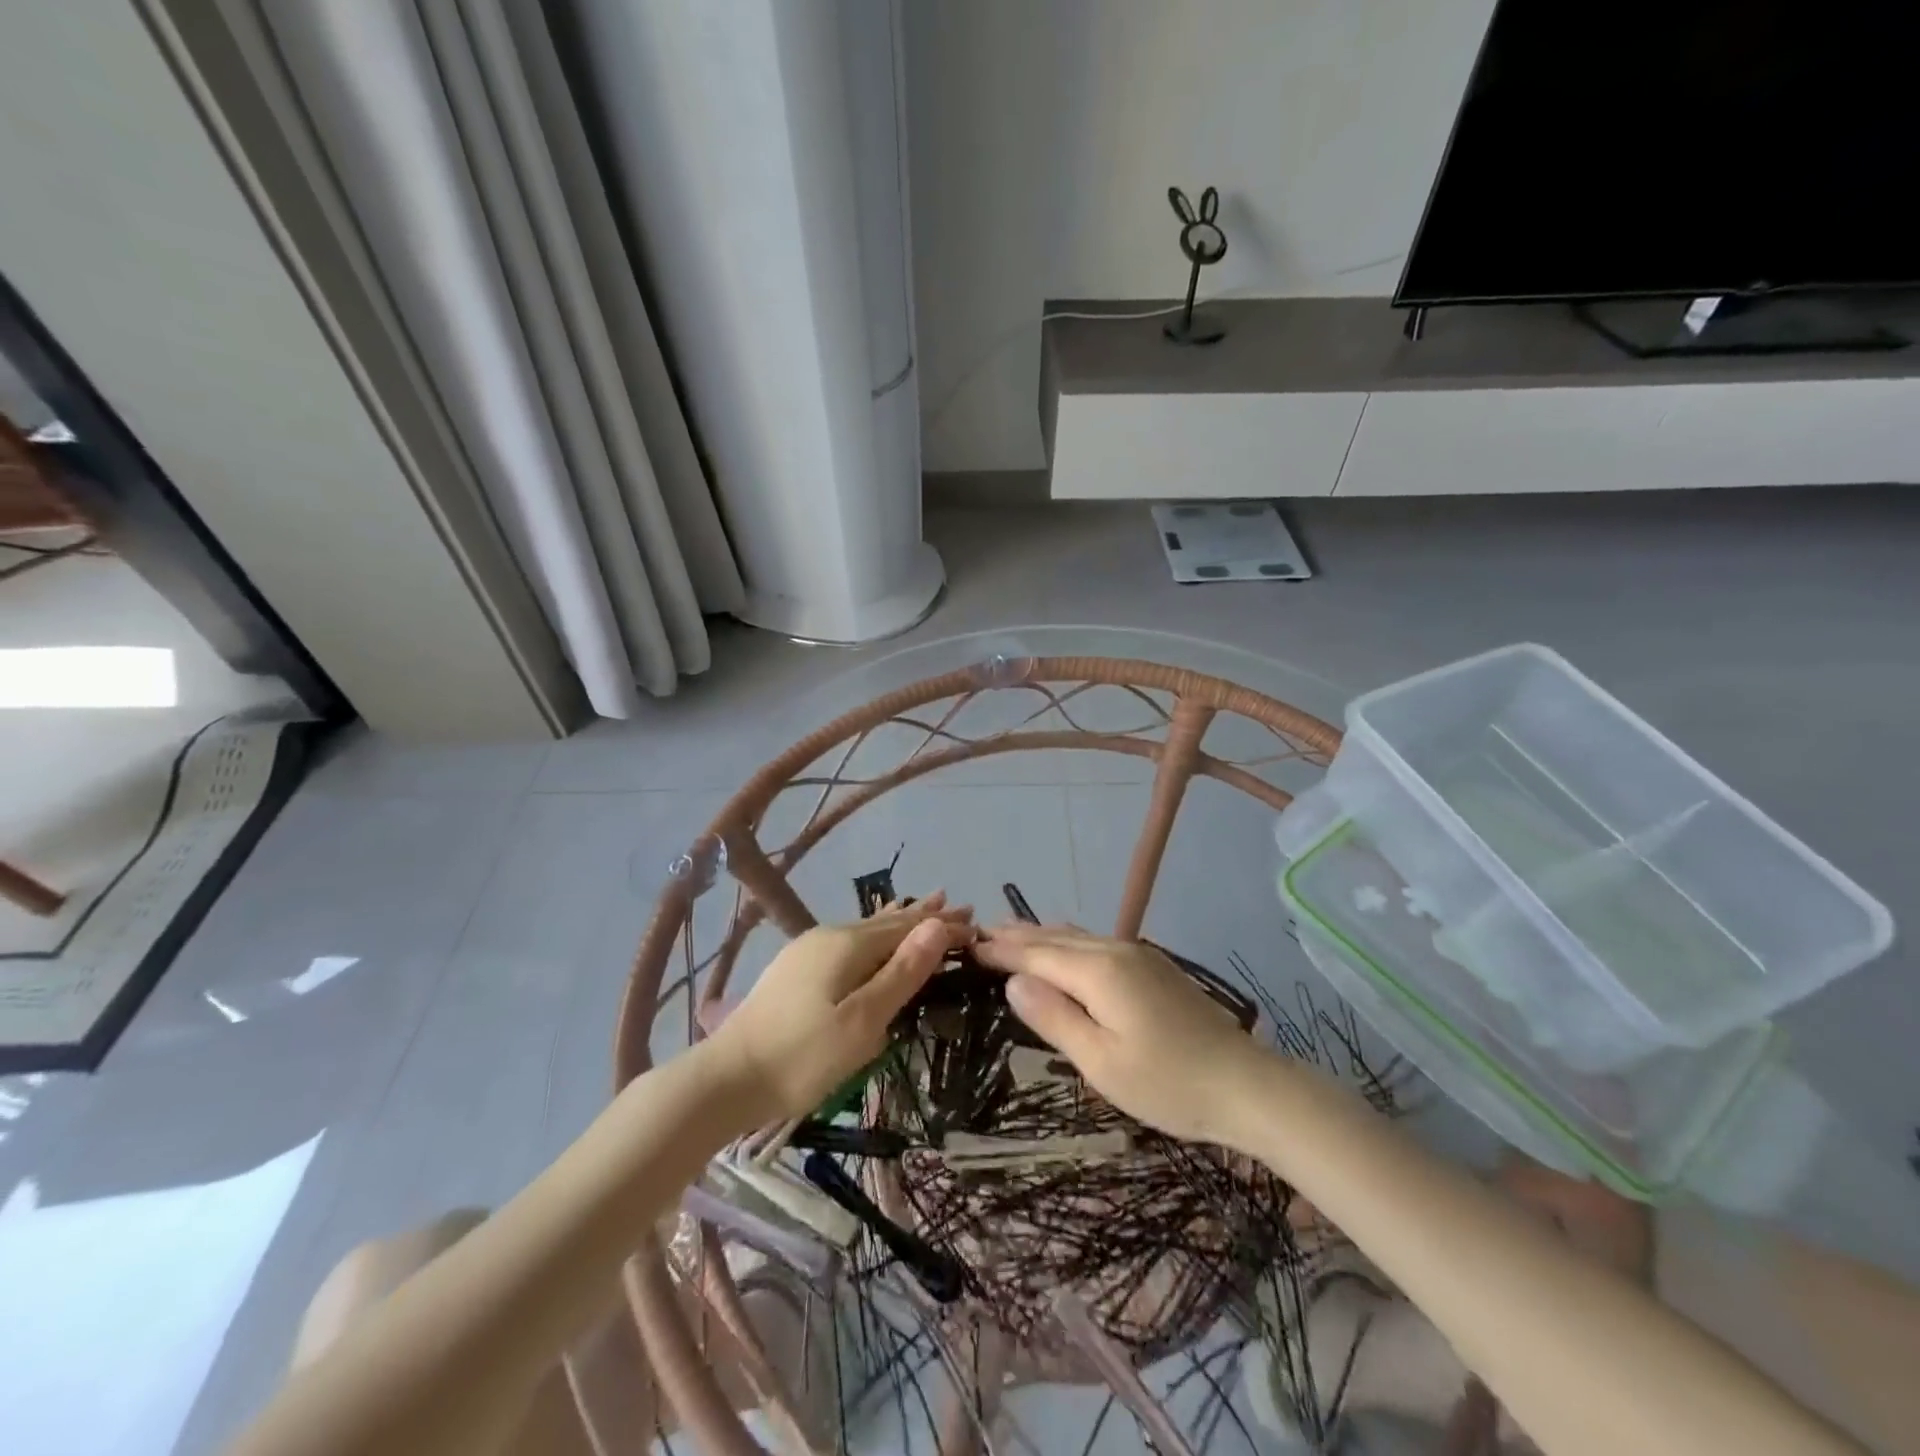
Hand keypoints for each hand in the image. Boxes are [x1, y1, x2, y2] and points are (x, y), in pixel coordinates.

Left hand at [707, 894, 973, 1124]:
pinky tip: (871, 939)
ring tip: (922, 908)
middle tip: (959, 906)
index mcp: (848, 944)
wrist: (726, 1078)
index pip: (908, 928)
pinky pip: (849, 942)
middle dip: (924, 917)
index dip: (942, 925)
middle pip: (887, 923)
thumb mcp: (862, 1022)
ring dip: (898, 923)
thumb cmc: (802, 1057)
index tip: (976, 922)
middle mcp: (829, 935)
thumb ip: (901, 974)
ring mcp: (808, 950)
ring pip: (866, 930)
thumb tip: (937, 926)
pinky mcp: (795, 969)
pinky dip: (874, 937)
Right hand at [974, 923, 1267, 1146]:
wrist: (1246, 1084)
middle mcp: (1115, 951)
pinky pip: (1096, 942)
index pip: (1037, 953)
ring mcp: (1138, 955)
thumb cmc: (1167, 1083)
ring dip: (1041, 934)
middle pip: (1055, 937)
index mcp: (1098, 971)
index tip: (968, 944)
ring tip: (1011, 930)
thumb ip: (1054, 1017)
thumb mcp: (1101, 1062)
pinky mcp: (1153, 967)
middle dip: (1017, 934)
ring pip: (1077, 936)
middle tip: (979, 931)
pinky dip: (1067, 940)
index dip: (1001, 950)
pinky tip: (1064, 943)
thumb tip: (1014, 981)